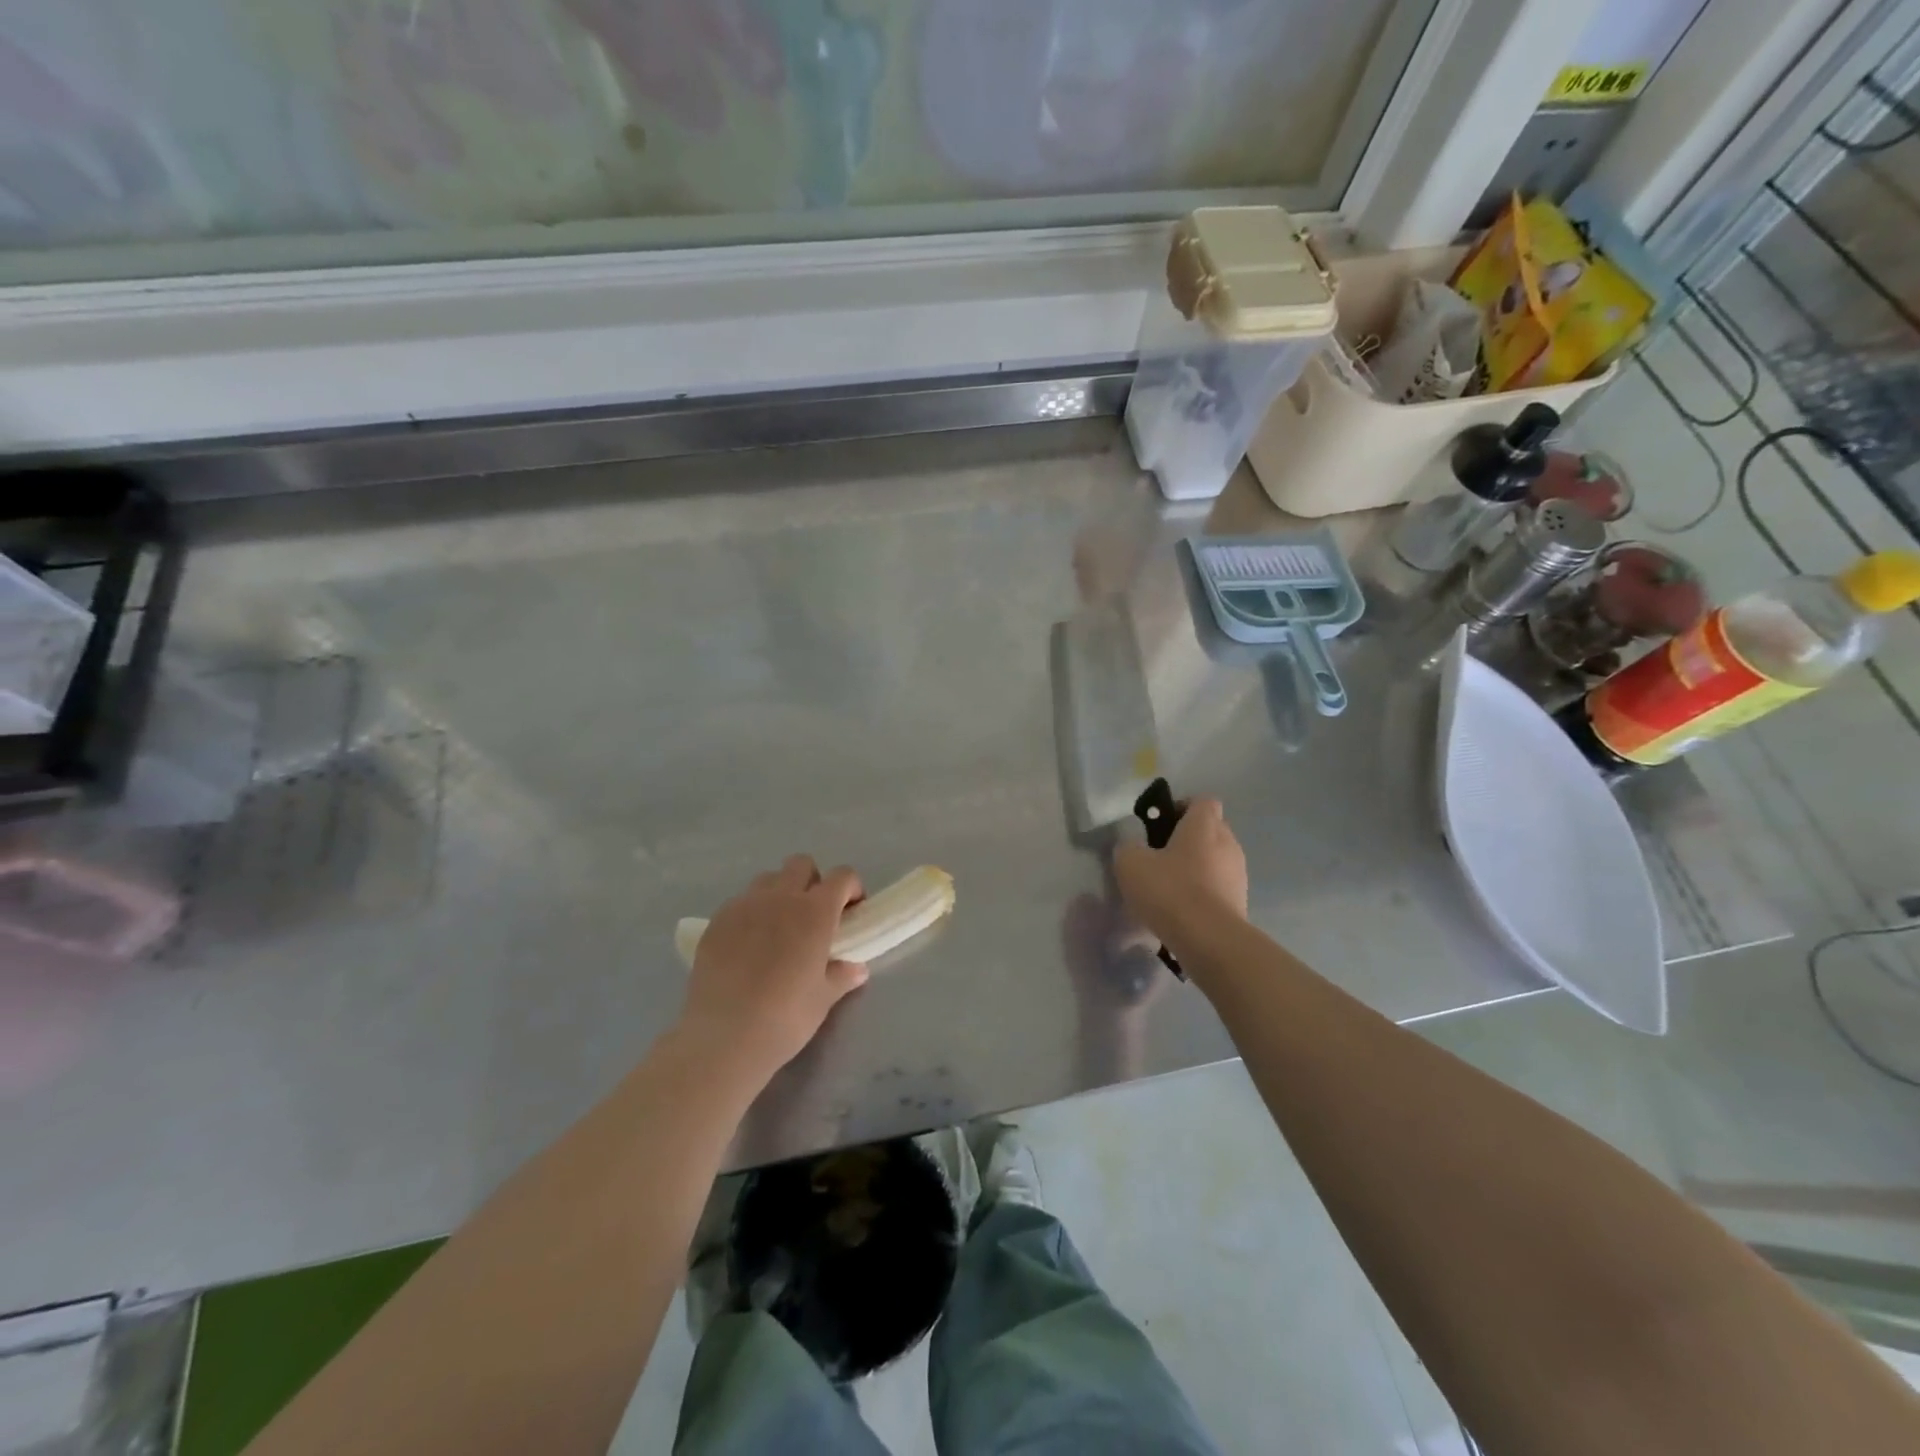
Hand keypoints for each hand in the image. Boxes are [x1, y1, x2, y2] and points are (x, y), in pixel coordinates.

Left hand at [678, 855, 868, 1088]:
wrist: (723, 1037)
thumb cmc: (785, 1017)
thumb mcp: (823, 999)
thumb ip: (842, 976)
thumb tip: (856, 968)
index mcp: (815, 912)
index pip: (842, 876)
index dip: (851, 889)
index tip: (851, 912)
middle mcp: (780, 898)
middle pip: (801, 864)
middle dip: (813, 882)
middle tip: (814, 917)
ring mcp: (744, 906)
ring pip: (768, 879)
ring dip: (780, 893)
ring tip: (778, 929)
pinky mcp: (716, 921)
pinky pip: (740, 902)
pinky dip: (751, 914)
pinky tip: (748, 946)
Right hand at [1113, 797, 1248, 947]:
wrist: (1209, 941)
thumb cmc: (1170, 890)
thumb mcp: (1130, 863)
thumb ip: (1129, 846)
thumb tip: (1134, 846)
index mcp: (1204, 825)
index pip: (1202, 800)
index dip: (1181, 806)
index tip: (1160, 824)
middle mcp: (1228, 842)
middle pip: (1210, 829)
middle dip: (1187, 838)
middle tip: (1159, 856)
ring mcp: (1238, 873)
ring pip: (1215, 859)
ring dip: (1196, 866)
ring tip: (1169, 887)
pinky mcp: (1241, 901)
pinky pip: (1219, 885)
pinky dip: (1203, 891)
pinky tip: (1182, 909)